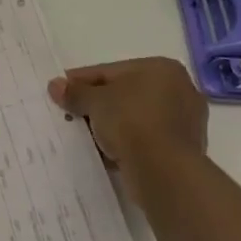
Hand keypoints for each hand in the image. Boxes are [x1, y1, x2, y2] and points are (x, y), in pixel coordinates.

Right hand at [48, 57, 206, 200]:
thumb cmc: (131, 121)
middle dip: (98, 104)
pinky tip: (105, 152)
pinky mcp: (183, 152)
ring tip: (85, 135)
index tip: (61, 90)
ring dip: (112, 126)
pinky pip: (146, 140)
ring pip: (136, 119)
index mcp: (162, 68)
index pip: (112, 71)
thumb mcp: (95, 101)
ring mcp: (185, 123)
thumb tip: (55, 85)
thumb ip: (75, 92)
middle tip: (71, 112)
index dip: (83, 80)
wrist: (165, 172)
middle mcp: (180, 90)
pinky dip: (126, 144)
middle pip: (126, 94)